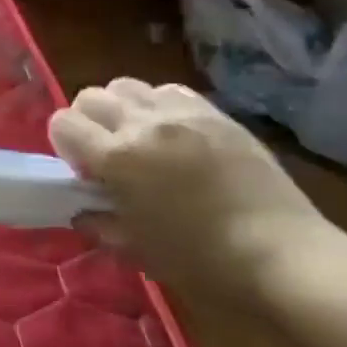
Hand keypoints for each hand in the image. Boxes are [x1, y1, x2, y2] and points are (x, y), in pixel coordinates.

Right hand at [48, 79, 331, 297]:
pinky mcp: (218, 115)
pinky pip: (171, 91)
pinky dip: (159, 105)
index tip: (82, 170)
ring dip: (122, 108)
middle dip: (87, 121)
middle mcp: (144, 125)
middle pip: (91, 96)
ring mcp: (184, 115)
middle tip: (104, 154)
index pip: (63, 123)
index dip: (64, 144)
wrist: (283, 255)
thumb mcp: (135, 248)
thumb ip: (100, 222)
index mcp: (117, 157)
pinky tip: (174, 135)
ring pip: (128, 86)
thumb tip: (84, 209)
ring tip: (139, 139)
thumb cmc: (200, 260)